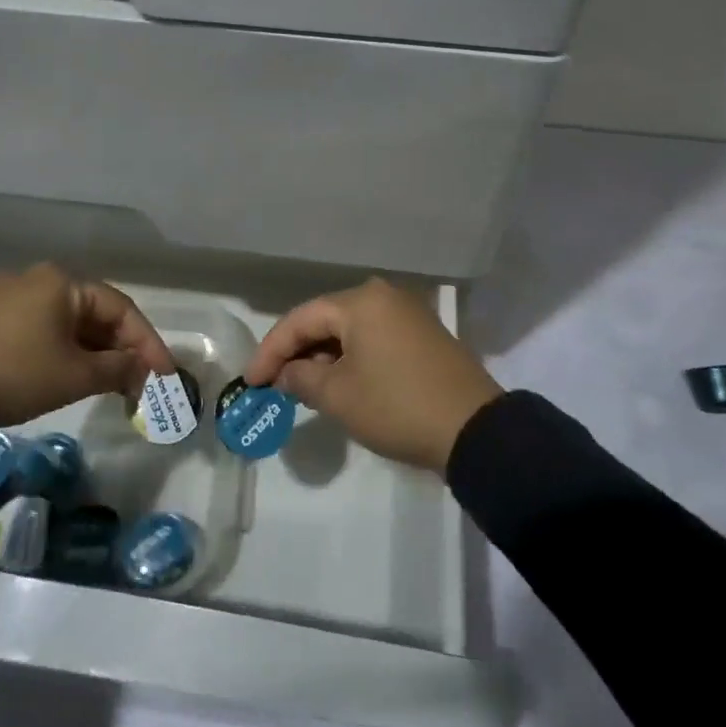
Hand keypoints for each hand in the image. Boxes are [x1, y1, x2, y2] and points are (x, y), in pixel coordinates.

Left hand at [0, 263, 173, 428]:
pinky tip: (75, 374)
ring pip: (70, 322)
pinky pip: (45, 328)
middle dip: (122, 349)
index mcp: (63, 281)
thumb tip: (144, 372)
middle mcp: (39, 279)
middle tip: (142, 383)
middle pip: (96, 313)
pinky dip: (67, 350)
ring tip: (113, 383)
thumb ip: (119, 369)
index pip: (121, 309)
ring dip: (96, 352)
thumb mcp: (75, 375)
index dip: (148, 343)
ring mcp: (11, 296)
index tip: (167, 376)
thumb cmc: (16, 374)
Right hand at [244, 278, 501, 473]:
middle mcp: (383, 296)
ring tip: (300, 386)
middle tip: (272, 382)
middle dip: (296, 351)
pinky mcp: (422, 335)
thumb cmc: (397, 407)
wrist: (475, 430)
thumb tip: (286, 373)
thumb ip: (302, 377)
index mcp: (361, 301)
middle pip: (325, 320)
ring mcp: (407, 314)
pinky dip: (349, 358)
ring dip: (322, 356)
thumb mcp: (339, 396)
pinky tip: (337, 381)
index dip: (270, 350)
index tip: (250, 381)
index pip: (301, 319)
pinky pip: (372, 339)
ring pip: (349, 330)